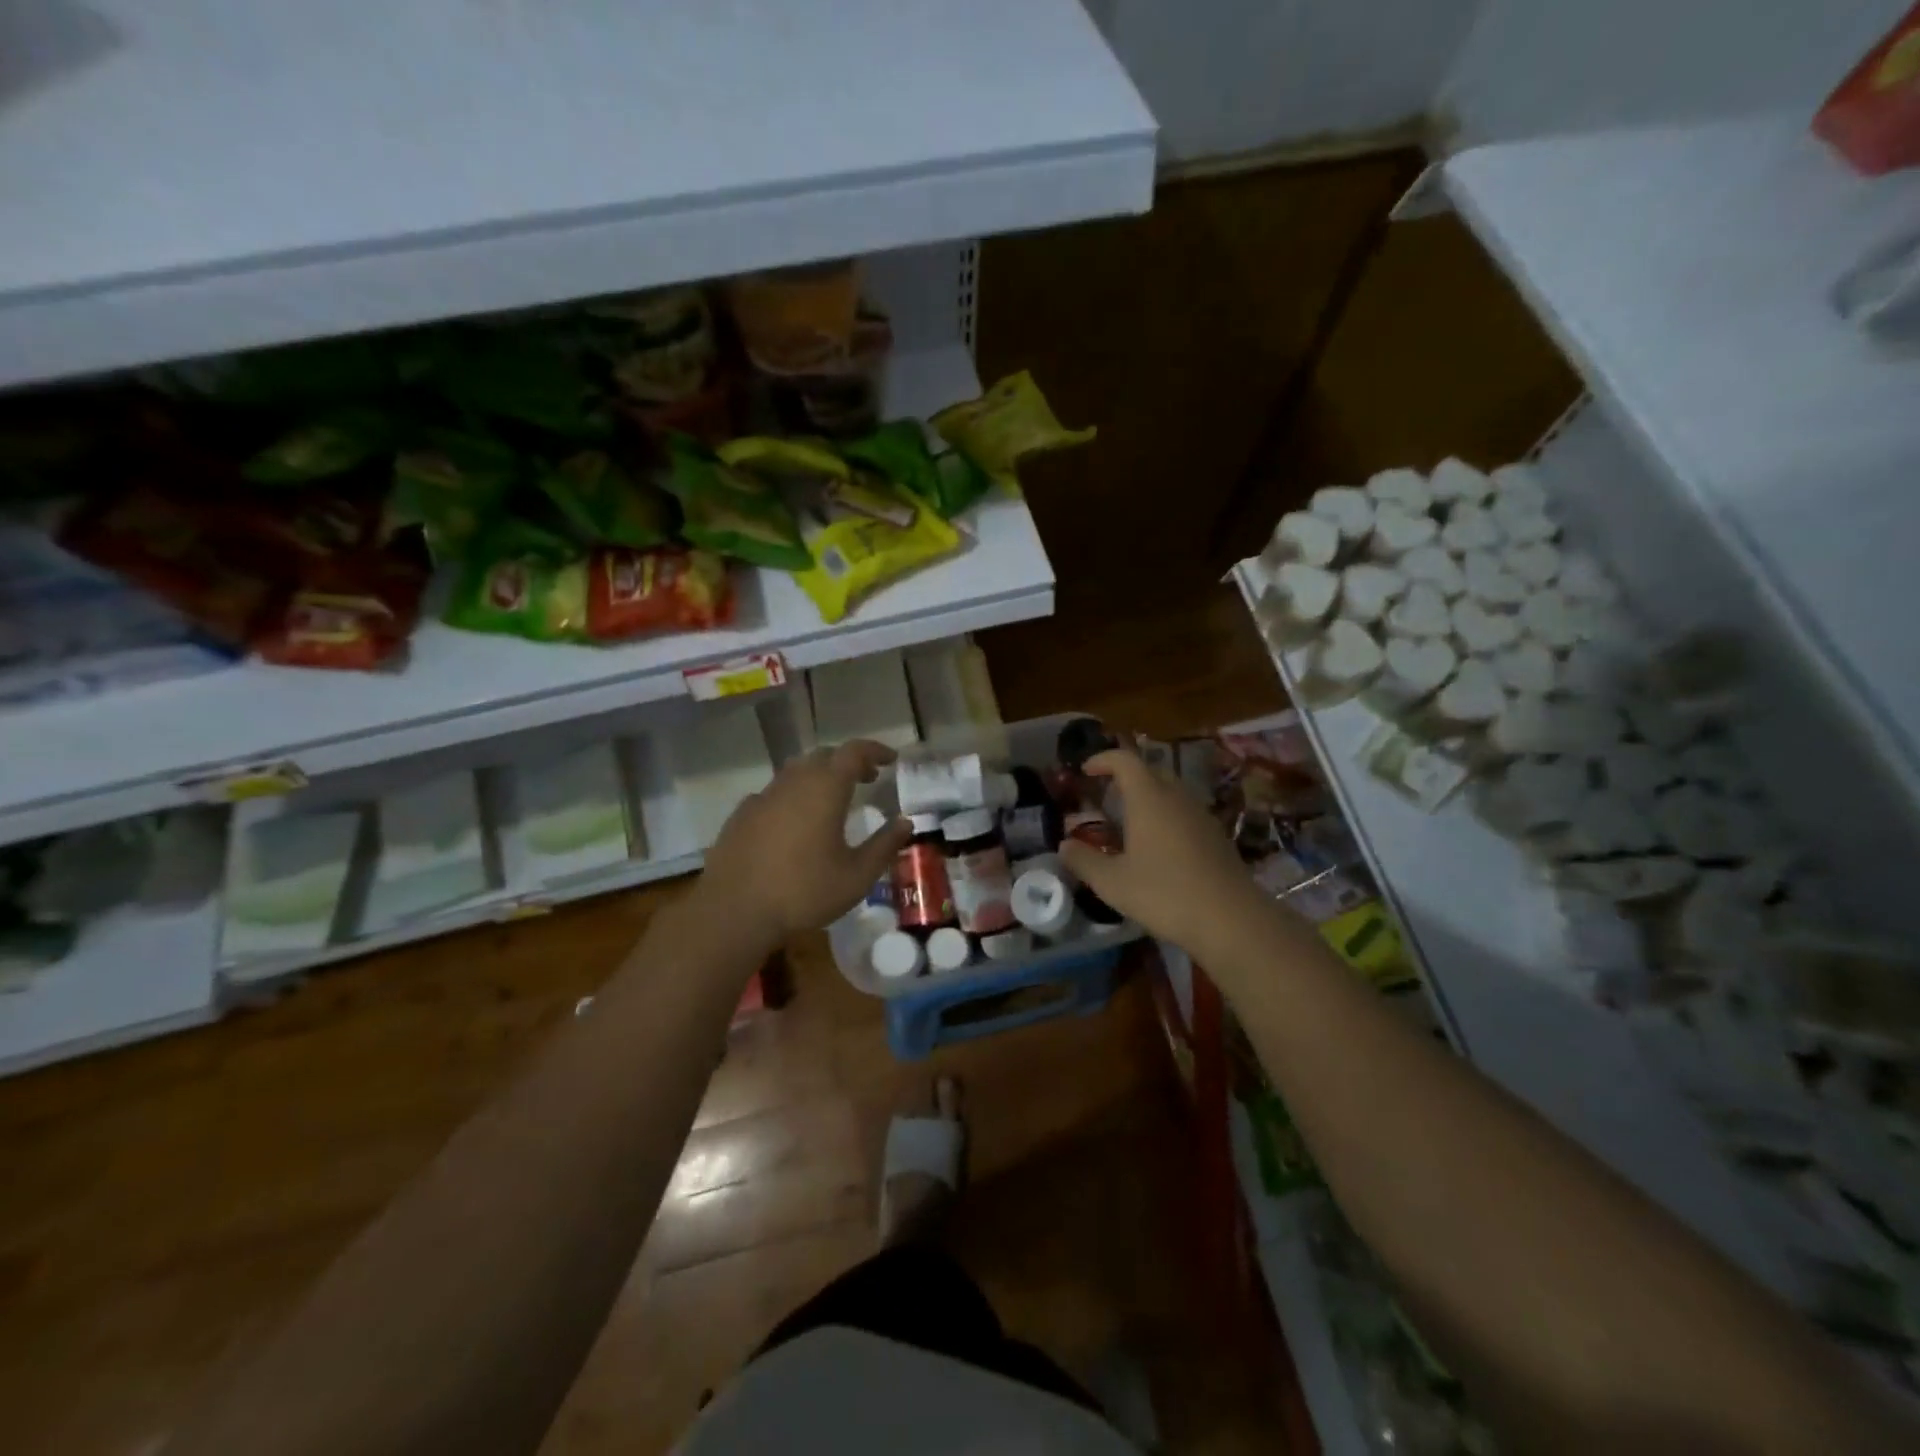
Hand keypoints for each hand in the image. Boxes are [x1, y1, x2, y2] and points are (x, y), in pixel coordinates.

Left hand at [697, 739, 913, 947]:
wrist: (733, 911)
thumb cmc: (804, 892)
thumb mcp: (856, 876)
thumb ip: (884, 845)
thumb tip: (906, 822)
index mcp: (825, 789)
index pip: (854, 752)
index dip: (875, 750)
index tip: (891, 759)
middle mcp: (793, 782)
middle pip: (824, 756)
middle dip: (849, 762)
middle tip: (867, 778)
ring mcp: (763, 796)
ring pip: (796, 771)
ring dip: (819, 776)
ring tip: (833, 800)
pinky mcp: (741, 815)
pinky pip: (774, 793)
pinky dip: (793, 796)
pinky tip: (795, 822)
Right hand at [1060, 748, 1271, 956]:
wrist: (1232, 919)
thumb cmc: (1165, 894)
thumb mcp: (1112, 883)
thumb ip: (1084, 861)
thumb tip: (1064, 846)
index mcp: (1149, 798)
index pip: (1125, 760)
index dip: (1103, 759)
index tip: (1086, 770)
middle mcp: (1177, 798)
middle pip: (1151, 772)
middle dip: (1126, 777)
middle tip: (1106, 796)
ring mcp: (1201, 816)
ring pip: (1171, 792)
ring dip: (1148, 798)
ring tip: (1129, 823)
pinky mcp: (1217, 836)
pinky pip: (1185, 813)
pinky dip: (1166, 817)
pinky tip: (1159, 848)